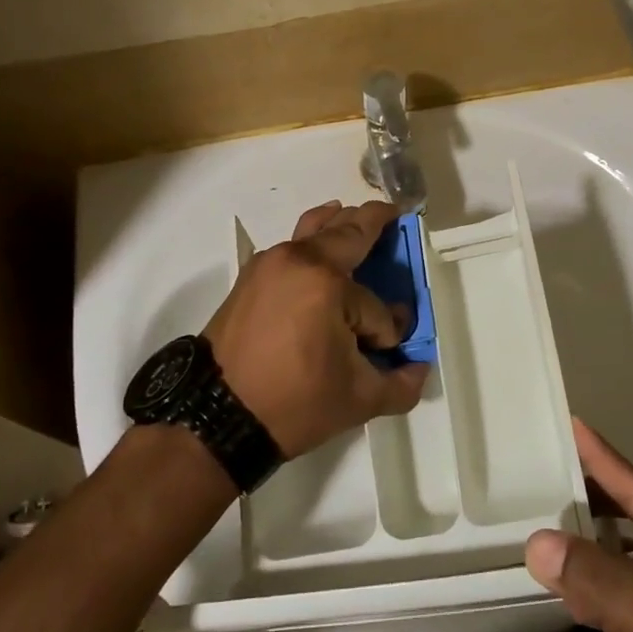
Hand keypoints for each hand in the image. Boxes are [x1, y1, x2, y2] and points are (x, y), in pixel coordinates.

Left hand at [205, 200, 428, 459]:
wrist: (214, 417)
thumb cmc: (292, 403)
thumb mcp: (358, 400)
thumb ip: (400, 383)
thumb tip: (418, 367)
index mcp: (327, 282)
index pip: (376, 305)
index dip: (386, 330)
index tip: (386, 349)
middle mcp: (298, 259)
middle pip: (346, 231)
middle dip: (374, 222)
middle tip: (392, 214)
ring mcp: (270, 263)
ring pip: (314, 228)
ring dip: (340, 222)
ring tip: (356, 215)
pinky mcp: (251, 276)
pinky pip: (292, 245)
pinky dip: (312, 239)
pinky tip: (320, 244)